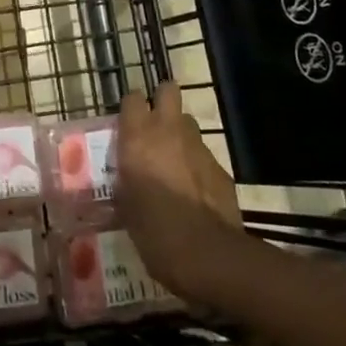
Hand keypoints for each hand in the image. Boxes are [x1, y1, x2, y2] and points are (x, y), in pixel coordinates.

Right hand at [114, 82, 244, 303]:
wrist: (207, 254)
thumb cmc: (154, 232)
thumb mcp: (126, 207)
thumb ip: (126, 182)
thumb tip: (125, 181)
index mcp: (138, 138)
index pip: (132, 98)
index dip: (132, 107)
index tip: (128, 122)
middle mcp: (168, 131)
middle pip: (168, 90)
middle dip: (162, 100)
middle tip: (155, 125)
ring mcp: (198, 146)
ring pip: (188, 123)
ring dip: (180, 134)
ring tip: (174, 160)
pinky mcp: (220, 167)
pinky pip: (204, 155)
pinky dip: (197, 165)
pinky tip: (195, 190)